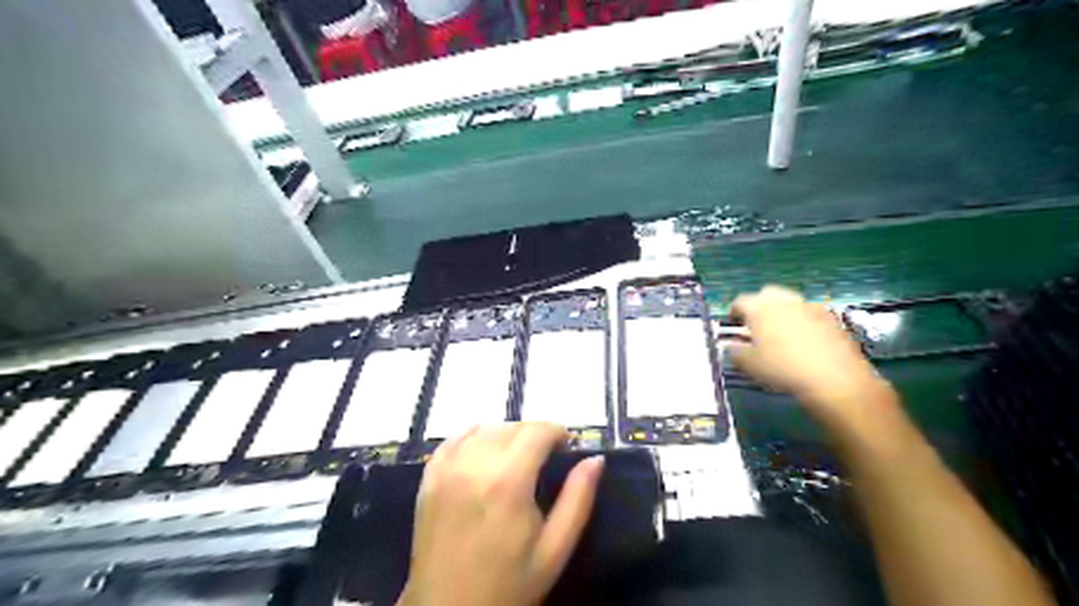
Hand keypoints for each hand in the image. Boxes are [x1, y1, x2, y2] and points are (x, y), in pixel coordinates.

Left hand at [399, 423, 605, 605]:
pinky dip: (473, 437)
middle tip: (545, 457)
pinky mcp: (429, 478)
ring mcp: (447, 470)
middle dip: (534, 434)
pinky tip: (484, 451)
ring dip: (506, 435)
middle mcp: (474, 465)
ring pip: (484, 429)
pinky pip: (453, 440)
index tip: (566, 446)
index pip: (536, 431)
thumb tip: (596, 459)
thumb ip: (578, 500)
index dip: (557, 432)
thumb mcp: (554, 550)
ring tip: (516, 457)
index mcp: (508, 482)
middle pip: (512, 427)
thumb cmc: (508, 584)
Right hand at [730, 286, 899, 423]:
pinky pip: (809, 314)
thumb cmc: (782, 369)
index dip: (734, 312)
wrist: (834, 378)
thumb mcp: (748, 365)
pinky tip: (804, 341)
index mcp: (759, 307)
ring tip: (781, 333)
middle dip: (759, 306)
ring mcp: (810, 306)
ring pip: (790, 302)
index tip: (734, 324)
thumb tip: (732, 345)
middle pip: (767, 294)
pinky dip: (803, 322)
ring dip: (783, 312)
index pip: (740, 301)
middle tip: (757, 325)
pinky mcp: (831, 318)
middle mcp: (784, 300)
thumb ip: (735, 351)